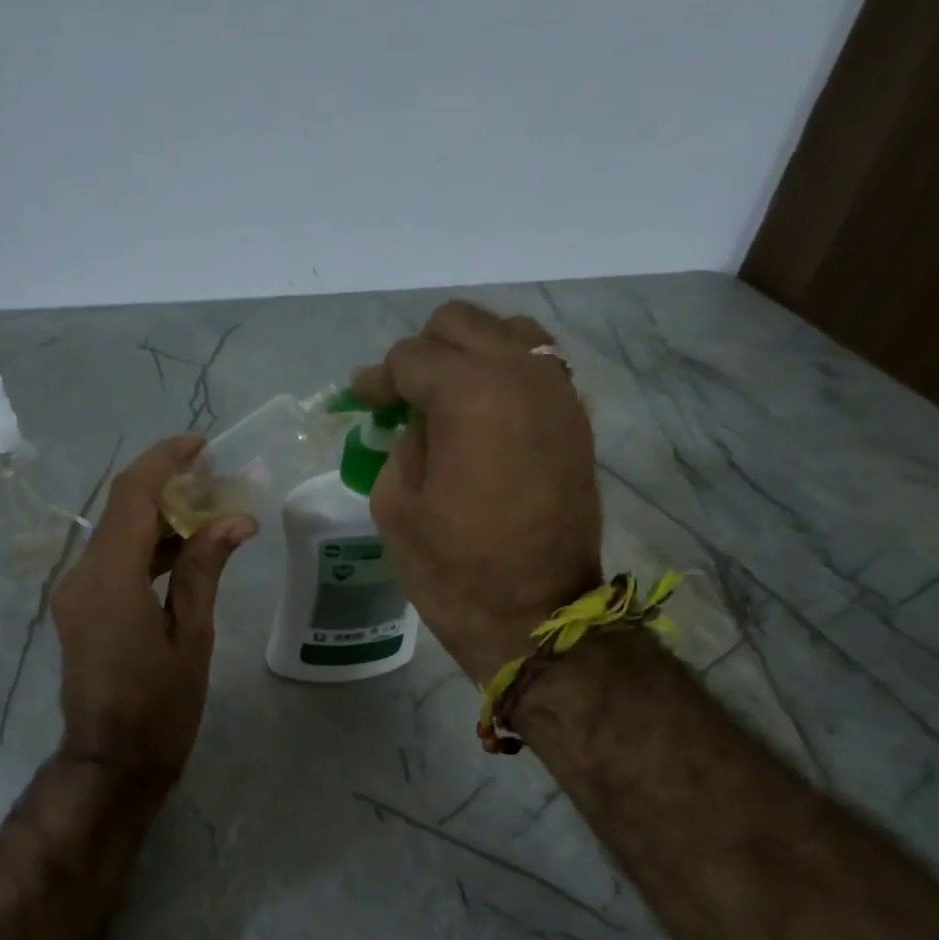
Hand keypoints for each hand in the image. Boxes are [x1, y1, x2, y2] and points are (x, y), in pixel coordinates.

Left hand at [51, 436, 255, 788]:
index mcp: (110, 579)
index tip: (203, 446)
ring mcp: (75, 594)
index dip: (165, 461)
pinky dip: (147, 549)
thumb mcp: (191, 638)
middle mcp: (82, 576)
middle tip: (219, 482)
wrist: (112, 763)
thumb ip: (204, 571)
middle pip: (122, 510)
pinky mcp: (80, 610)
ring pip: (117, 535)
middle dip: (168, 487)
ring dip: (160, 519)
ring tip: (212, 513)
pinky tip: (185, 552)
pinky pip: (113, 562)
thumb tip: (235, 519)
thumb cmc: (161, 709)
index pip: (132, 496)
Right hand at [350, 301, 602, 680]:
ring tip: (449, 400)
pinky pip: (538, 369)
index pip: (410, 357)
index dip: (378, 378)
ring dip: (470, 356)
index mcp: (468, 393)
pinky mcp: (576, 420)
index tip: (362, 401)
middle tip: (403, 399)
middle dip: (423, 354)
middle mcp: (520, 375)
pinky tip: (486, 415)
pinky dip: (506, 376)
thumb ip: (400, 445)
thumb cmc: (454, 569)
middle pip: (461, 325)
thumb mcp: (395, 507)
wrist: (535, 614)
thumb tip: (418, 421)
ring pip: (508, 334)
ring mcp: (558, 394)